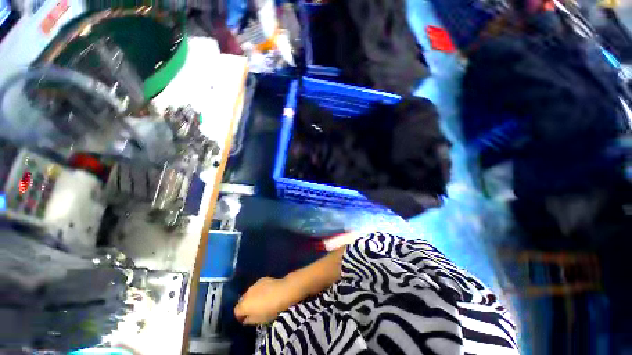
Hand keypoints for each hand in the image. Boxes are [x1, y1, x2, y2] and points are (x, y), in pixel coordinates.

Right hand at [234, 277, 292, 324]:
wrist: (283, 291)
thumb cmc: (271, 309)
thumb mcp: (260, 320)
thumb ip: (249, 320)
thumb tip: (245, 319)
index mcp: (244, 305)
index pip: (236, 311)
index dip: (240, 316)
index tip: (246, 319)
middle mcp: (246, 293)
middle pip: (242, 301)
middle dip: (245, 305)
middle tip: (253, 310)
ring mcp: (254, 285)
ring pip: (249, 293)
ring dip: (252, 297)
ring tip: (260, 301)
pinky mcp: (261, 279)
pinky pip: (256, 287)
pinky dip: (258, 291)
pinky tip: (266, 293)